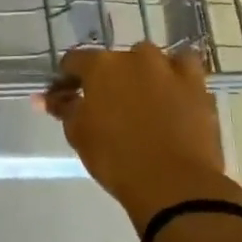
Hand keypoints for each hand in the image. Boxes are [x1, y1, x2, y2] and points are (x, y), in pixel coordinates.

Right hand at [37, 42, 241, 228]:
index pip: (74, 61)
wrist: (173, 184)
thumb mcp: (79, 134)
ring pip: (150, 60)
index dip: (67, 78)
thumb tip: (44, 97)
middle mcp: (135, 58)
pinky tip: (172, 91)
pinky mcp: (198, 85)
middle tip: (104, 105)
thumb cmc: (116, 159)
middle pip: (114, 60)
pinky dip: (176, 75)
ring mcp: (170, 69)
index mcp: (101, 66)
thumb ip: (63, 108)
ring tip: (140, 99)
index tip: (64, 96)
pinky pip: (184, 68)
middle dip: (106, 78)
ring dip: (141, 73)